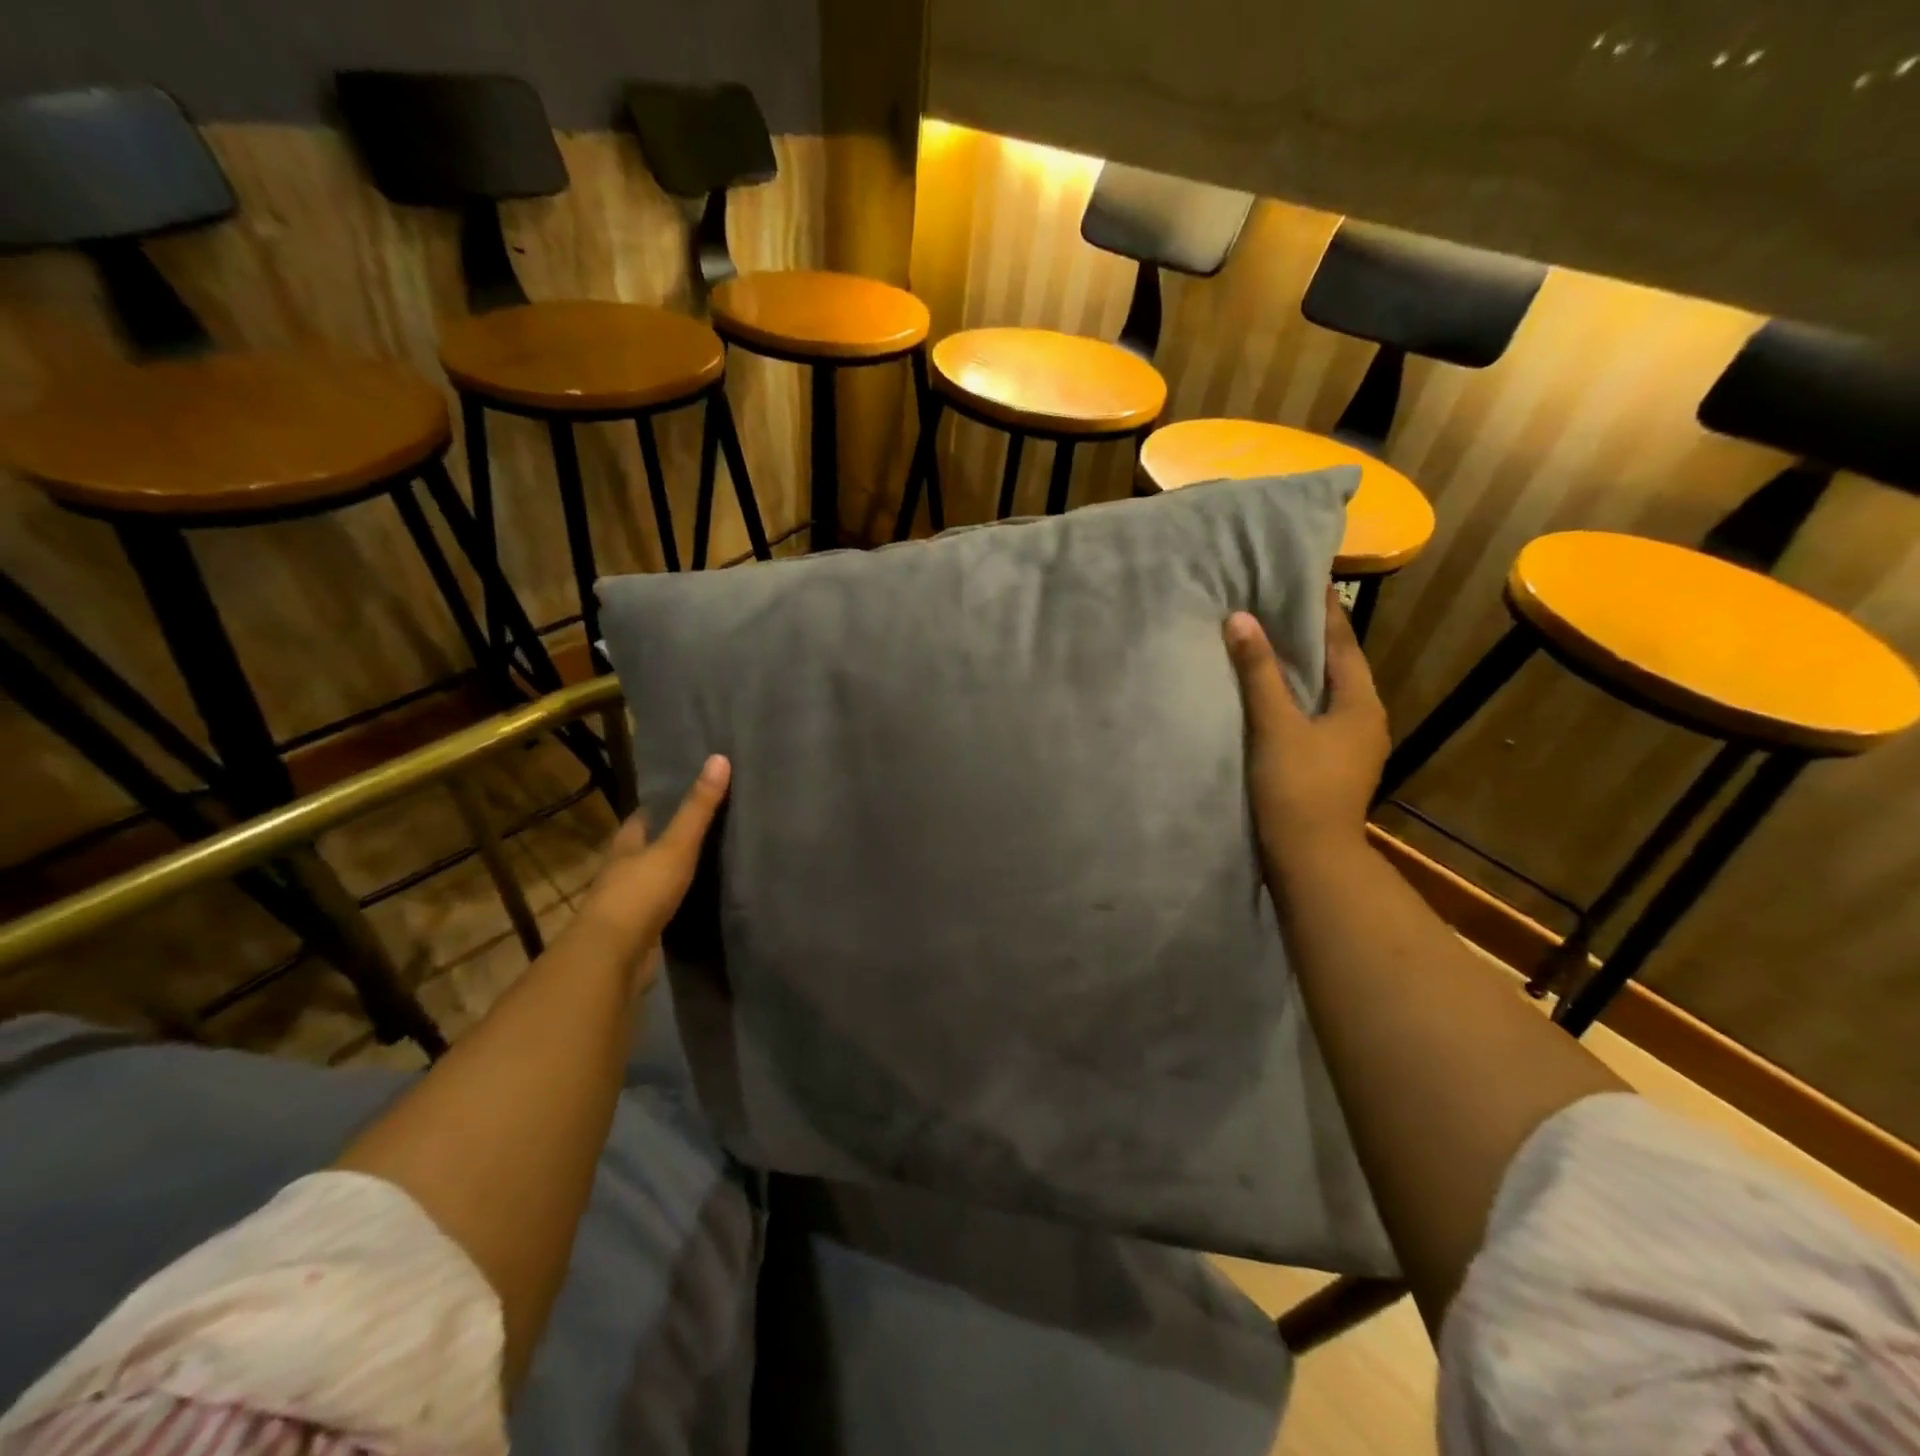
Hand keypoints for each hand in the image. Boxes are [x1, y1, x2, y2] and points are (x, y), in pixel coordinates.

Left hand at [571, 754, 730, 979]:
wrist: (612, 957)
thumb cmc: (640, 893)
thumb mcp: (676, 846)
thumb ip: (698, 808)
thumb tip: (719, 758)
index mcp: (625, 846)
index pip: (641, 819)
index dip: (659, 806)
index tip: (682, 794)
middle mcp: (620, 872)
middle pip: (643, 849)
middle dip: (665, 840)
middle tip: (701, 828)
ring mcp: (626, 905)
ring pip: (649, 881)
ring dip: (667, 874)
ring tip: (703, 864)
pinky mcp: (636, 934)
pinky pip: (658, 911)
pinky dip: (672, 904)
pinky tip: (692, 903)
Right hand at [1223, 588, 1387, 873]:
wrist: (1311, 859)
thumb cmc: (1297, 787)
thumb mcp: (1275, 725)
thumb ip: (1258, 672)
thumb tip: (1241, 618)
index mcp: (1360, 703)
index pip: (1342, 642)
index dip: (1322, 610)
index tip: (1303, 577)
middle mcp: (1365, 719)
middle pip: (1337, 666)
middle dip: (1310, 636)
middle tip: (1276, 604)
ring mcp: (1351, 746)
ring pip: (1326, 693)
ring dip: (1301, 668)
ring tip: (1268, 642)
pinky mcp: (1332, 765)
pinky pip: (1315, 716)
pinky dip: (1296, 697)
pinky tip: (1270, 695)